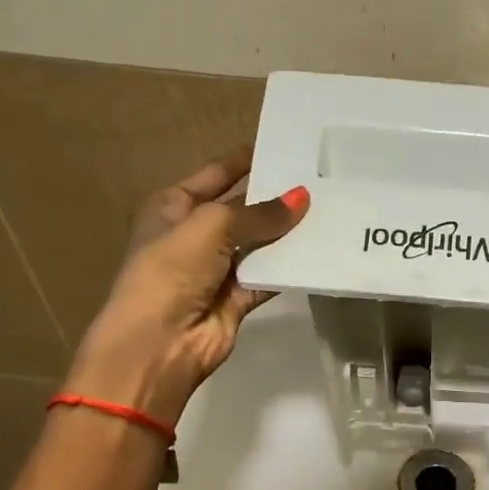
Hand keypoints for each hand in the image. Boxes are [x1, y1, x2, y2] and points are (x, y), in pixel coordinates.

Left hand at [68, 149, 309, 424]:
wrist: (160, 342)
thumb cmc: (171, 270)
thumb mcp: (211, 226)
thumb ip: (258, 214)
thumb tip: (301, 198)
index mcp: (172, 207)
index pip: (214, 175)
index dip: (244, 161)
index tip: (282, 146)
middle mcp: (194, 235)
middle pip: (241, 210)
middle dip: (273, 198)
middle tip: (318, 179)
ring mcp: (216, 270)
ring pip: (258, 245)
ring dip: (286, 234)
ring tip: (328, 209)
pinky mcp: (236, 300)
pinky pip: (268, 277)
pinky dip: (289, 268)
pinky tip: (318, 251)